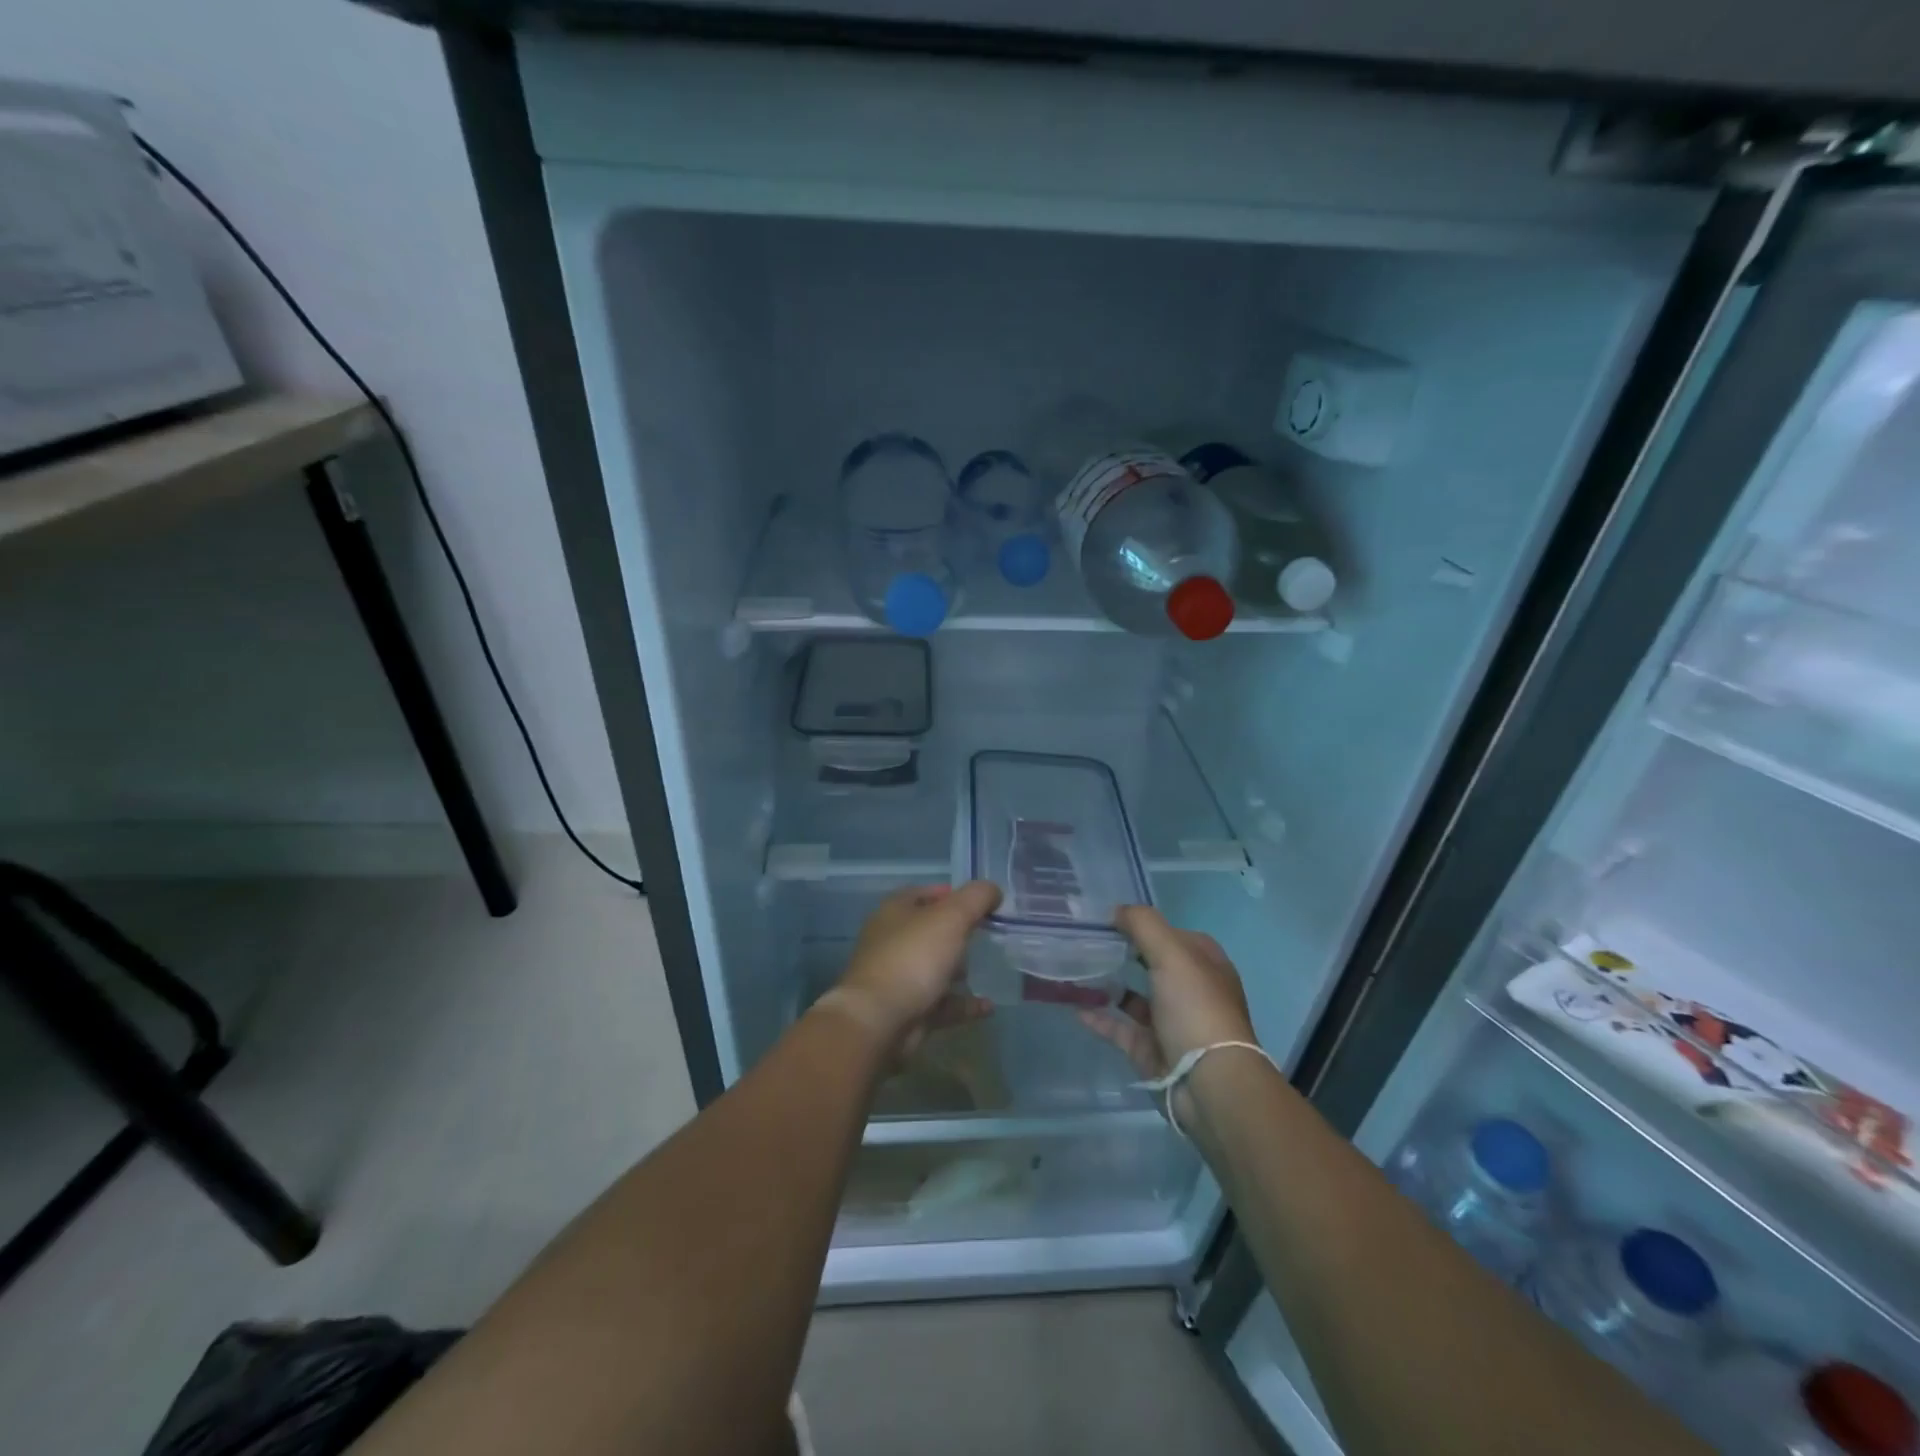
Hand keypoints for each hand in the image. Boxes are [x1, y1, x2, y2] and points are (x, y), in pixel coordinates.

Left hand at [825, 881, 1001, 1054]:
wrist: (879, 1021)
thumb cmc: (913, 958)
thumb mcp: (951, 917)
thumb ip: (976, 898)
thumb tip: (993, 890)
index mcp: (896, 911)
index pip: (926, 893)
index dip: (954, 893)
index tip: (983, 902)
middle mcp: (893, 941)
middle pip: (931, 930)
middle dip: (959, 932)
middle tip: (990, 934)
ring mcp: (899, 977)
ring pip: (935, 967)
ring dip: (960, 969)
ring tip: (991, 968)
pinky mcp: (908, 1010)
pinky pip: (943, 1003)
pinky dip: (964, 1003)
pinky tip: (988, 1006)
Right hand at [1080, 906, 1257, 1123]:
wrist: (1208, 1083)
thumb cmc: (1195, 1008)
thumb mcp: (1172, 953)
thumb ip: (1143, 924)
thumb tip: (1116, 910)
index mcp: (1204, 964)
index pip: (1172, 934)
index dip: (1144, 924)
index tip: (1108, 919)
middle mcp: (1190, 990)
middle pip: (1152, 964)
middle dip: (1124, 953)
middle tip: (1087, 942)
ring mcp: (1171, 1023)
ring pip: (1135, 998)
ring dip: (1108, 985)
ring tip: (1076, 971)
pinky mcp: (1152, 1051)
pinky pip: (1120, 1028)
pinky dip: (1100, 1017)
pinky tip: (1075, 1005)